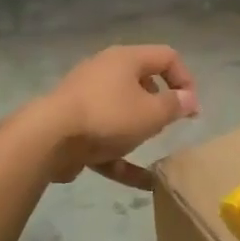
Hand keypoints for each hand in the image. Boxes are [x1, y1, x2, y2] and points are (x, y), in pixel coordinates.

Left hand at [38, 45, 198, 188]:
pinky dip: (122, 156)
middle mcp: (105, 71)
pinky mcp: (73, 125)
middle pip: (142, 81)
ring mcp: (85, 98)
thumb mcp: (152, 113)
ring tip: (151, 146)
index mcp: (126, 59)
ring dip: (139, 129)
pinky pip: (105, 138)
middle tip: (168, 124)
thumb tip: (189, 99)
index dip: (185, 80)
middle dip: (160, 104)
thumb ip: (175, 105)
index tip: (191, 109)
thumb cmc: (108, 117)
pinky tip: (142, 183)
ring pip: (122, 111)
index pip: (167, 57)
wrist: (48, 138)